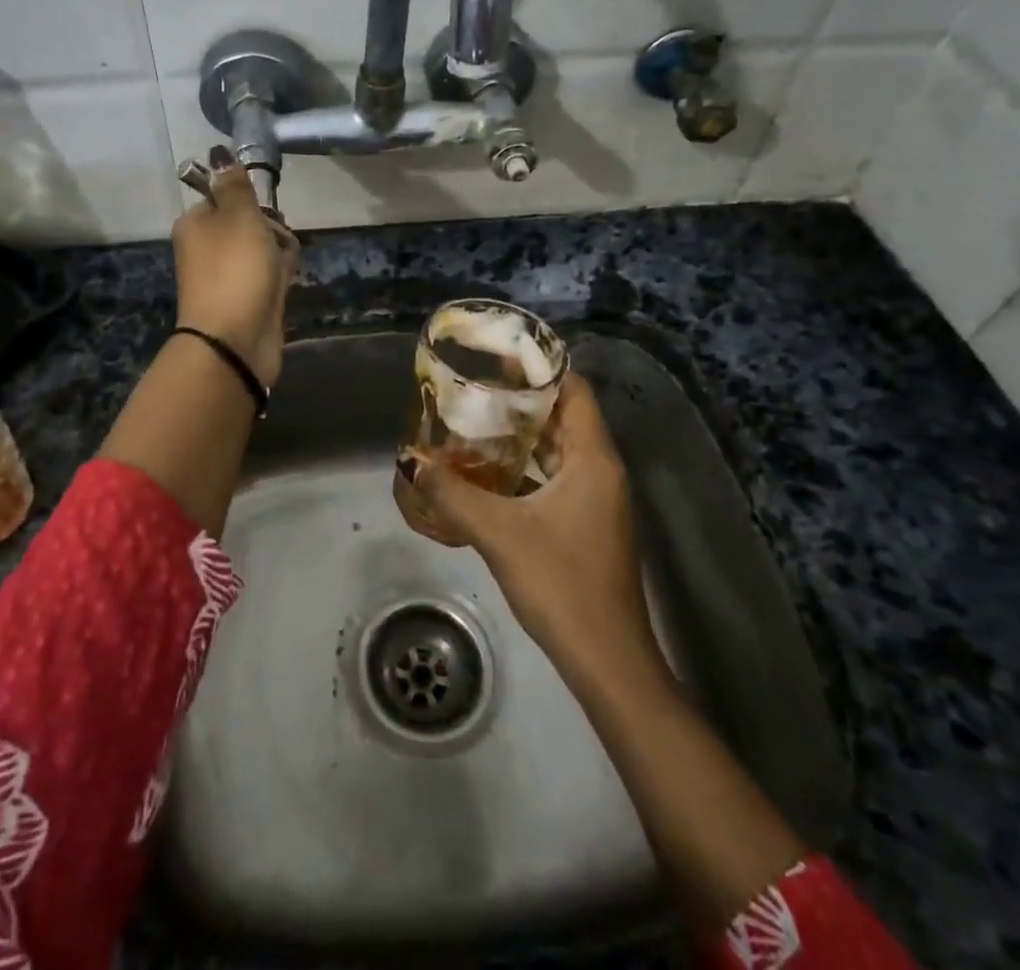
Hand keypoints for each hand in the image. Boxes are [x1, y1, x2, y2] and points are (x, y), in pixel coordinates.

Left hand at [171, 149, 298, 387]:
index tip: (266, 211)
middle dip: (271, 228)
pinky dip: (279, 276)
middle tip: (276, 240)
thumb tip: (219, 151)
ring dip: (279, 253)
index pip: (226, 197)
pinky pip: (267, 276)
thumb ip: (235, 185)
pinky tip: (286, 283)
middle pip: (248, 223)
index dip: (251, 201)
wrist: (235, 340)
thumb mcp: (239, 216)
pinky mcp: (245, 300)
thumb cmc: (236, 270)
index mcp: (195, 224)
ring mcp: (226, 276)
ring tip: (283, 267)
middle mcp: (206, 248)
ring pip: (261, 250)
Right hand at [394, 372, 660, 679]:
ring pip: (560, 450)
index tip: (499, 358)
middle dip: (522, 401)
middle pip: (565, 417)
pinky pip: (557, 478)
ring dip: (522, 436)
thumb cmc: (561, 584)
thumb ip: (452, 493)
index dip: (542, 369)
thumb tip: (411, 461)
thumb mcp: (498, 534)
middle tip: (474, 389)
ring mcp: (598, 500)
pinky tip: (489, 473)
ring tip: (474, 423)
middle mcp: (601, 471)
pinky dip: (527, 467)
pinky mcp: (589, 524)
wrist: (607, 661)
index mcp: (593, 459)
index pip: (575, 391)